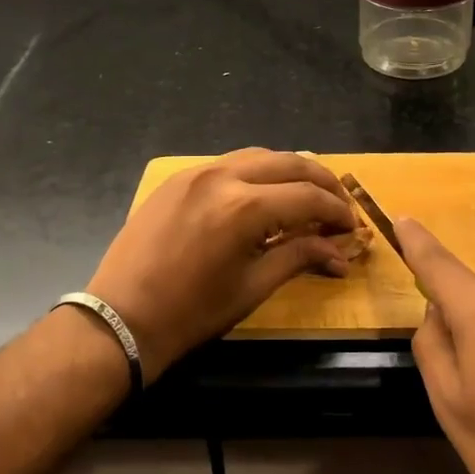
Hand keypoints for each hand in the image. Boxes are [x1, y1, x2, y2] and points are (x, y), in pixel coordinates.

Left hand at [88, 149, 355, 379]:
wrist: (122, 318)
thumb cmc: (192, 313)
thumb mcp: (252, 287)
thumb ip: (298, 258)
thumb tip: (340, 254)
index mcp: (244, 207)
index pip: (308, 197)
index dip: (337, 211)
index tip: (352, 228)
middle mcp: (222, 176)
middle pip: (288, 162)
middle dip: (321, 181)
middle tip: (339, 204)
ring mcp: (195, 173)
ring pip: (257, 155)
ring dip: (289, 171)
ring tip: (306, 195)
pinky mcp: (176, 179)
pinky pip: (227, 164)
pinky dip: (255, 173)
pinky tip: (263, 194)